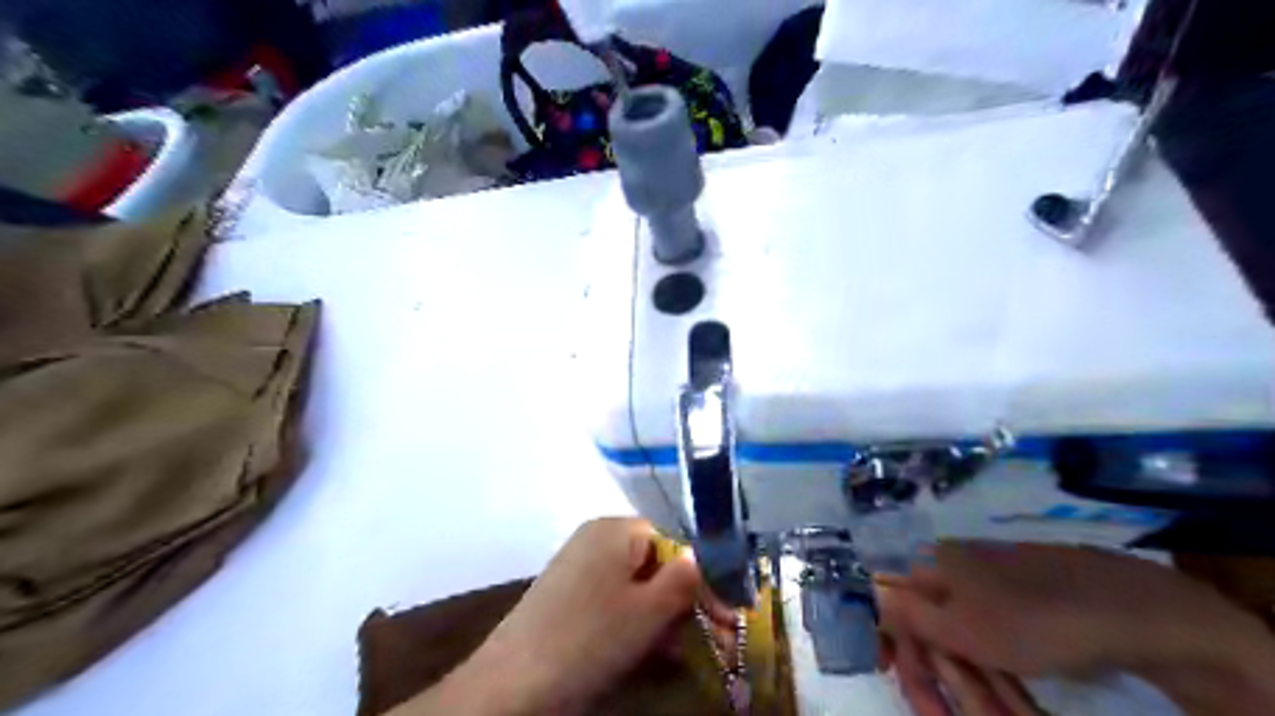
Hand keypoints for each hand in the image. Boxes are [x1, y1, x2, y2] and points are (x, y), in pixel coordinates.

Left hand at [410, 521, 694, 715]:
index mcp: (615, 529)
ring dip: (660, 614)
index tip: (722, 610)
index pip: (672, 539)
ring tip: (677, 648)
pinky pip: (611, 598)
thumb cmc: (591, 637)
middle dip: (681, 598)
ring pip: (634, 583)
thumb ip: (684, 580)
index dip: (699, 575)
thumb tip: (700, 558)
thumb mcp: (649, 611)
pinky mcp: (565, 593)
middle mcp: (595, 538)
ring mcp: (577, 565)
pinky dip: (632, 619)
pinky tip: (644, 648)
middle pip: (653, 561)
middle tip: (707, 634)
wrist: (514, 682)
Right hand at [879, 543, 1274, 714]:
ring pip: (969, 637)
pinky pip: (999, 639)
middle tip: (945, 713)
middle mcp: (958, 566)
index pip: (893, 597)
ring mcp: (996, 581)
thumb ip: (909, 614)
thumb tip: (872, 595)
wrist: (1134, 613)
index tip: (887, 671)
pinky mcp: (1028, 599)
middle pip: (933, 625)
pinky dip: (1003, 674)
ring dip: (976, 685)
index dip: (889, 637)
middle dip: (941, 677)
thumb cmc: (1034, 621)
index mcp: (936, 564)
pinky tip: (1018, 701)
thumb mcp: (962, 627)